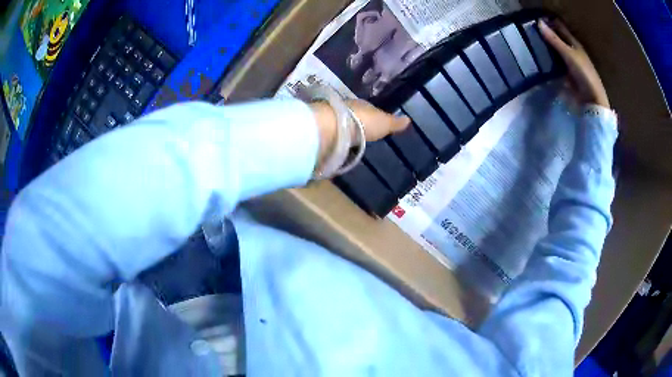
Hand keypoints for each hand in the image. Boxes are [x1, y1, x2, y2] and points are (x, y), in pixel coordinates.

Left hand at [310, 100, 409, 166]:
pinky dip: (337, 141)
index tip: (376, 124)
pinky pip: (334, 136)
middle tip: (364, 136)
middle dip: (359, 125)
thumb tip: (408, 120)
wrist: (331, 128)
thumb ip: (394, 123)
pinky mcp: (323, 133)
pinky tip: (340, 148)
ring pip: (343, 126)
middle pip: (354, 117)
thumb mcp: (383, 123)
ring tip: (352, 145)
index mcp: (361, 105)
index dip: (373, 116)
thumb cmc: (361, 122)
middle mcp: (346, 109)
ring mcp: (333, 120)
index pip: (369, 109)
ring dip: (347, 133)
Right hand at [539, 19, 609, 107]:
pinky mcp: (568, 76)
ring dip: (547, 49)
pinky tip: (541, 62)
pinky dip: (549, 62)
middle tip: (530, 31)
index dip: (550, 23)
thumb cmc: (584, 74)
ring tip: (532, 45)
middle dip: (547, 36)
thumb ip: (554, 40)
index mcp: (575, 44)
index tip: (536, 19)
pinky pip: (556, 65)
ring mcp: (570, 65)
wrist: (592, 99)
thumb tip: (538, 22)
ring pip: (556, 53)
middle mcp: (573, 52)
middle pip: (558, 40)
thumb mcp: (569, 54)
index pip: (560, 28)